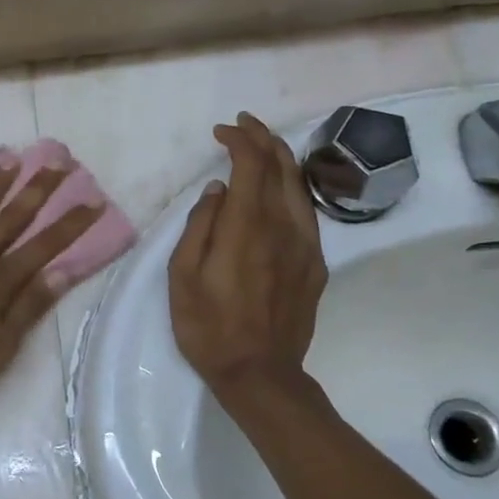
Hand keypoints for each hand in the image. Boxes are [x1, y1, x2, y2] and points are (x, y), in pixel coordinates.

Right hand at [168, 113, 325, 394]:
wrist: (260, 373)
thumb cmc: (209, 327)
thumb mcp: (182, 277)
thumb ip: (199, 226)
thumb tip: (216, 190)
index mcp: (246, 227)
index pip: (251, 165)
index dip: (239, 140)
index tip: (222, 132)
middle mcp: (282, 227)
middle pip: (281, 166)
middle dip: (262, 138)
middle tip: (243, 125)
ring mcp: (305, 245)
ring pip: (299, 186)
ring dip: (281, 158)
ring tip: (262, 146)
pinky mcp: (315, 263)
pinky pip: (307, 212)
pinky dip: (293, 188)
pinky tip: (280, 190)